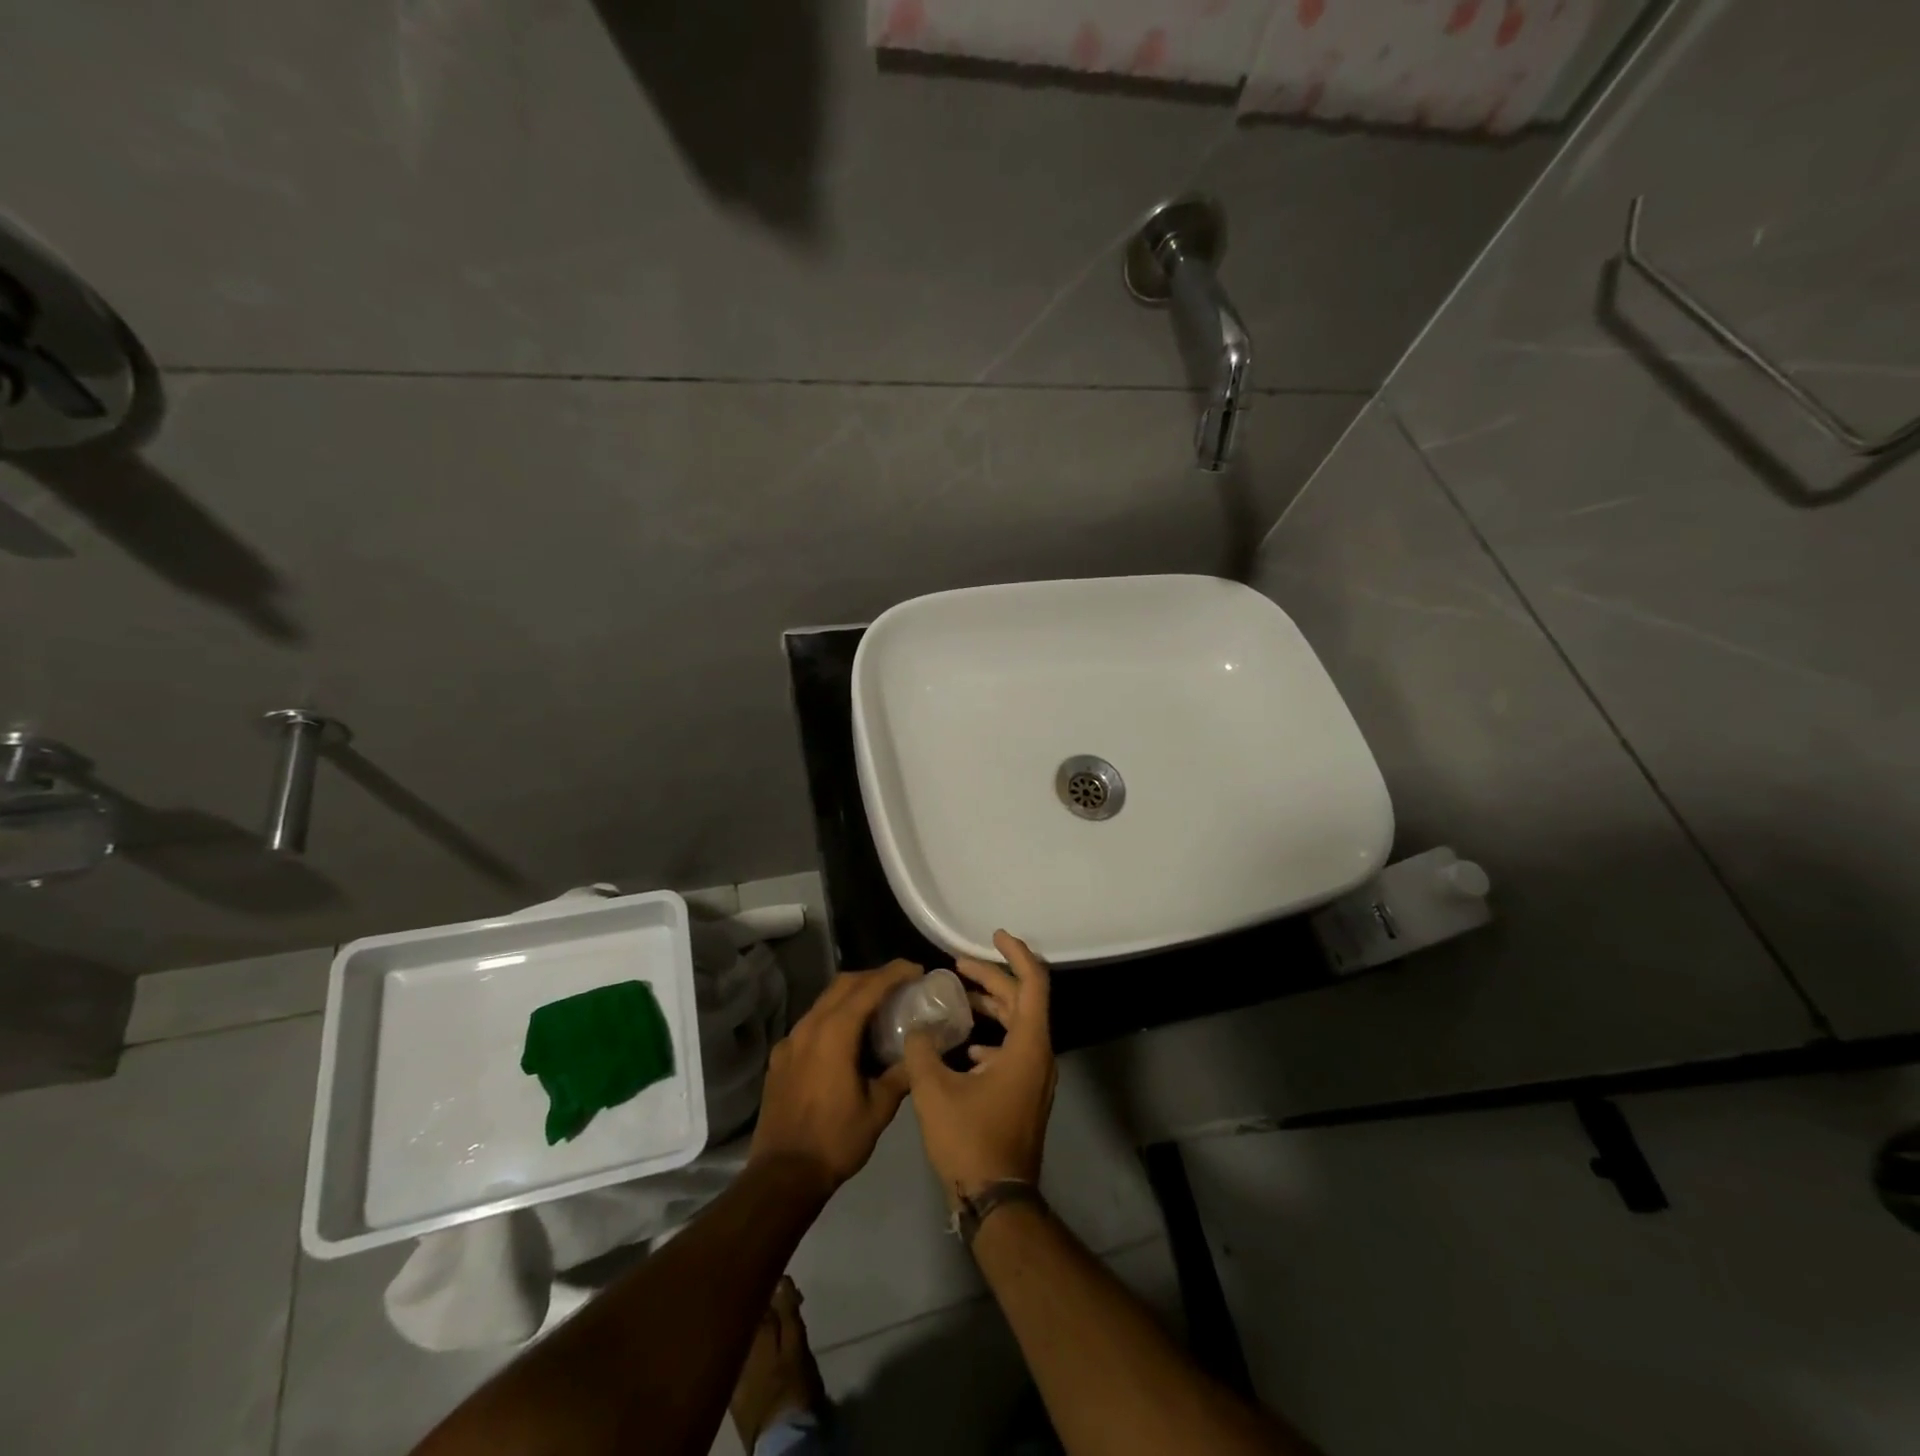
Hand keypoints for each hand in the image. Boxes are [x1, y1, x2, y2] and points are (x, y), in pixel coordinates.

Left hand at [750, 960, 922, 1197]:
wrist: (783, 1175)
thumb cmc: (836, 1140)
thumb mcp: (879, 1109)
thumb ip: (900, 1074)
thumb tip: (920, 1052)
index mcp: (835, 1033)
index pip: (868, 987)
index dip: (894, 973)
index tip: (916, 969)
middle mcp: (809, 1027)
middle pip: (843, 984)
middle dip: (873, 977)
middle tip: (900, 984)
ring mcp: (790, 1041)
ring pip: (824, 1001)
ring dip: (852, 995)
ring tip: (877, 1008)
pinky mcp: (780, 1057)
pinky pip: (811, 1023)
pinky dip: (833, 1017)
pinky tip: (846, 1039)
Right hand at [902, 931, 1055, 1206]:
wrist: (998, 1202)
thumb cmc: (971, 1141)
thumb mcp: (934, 1091)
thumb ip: (921, 1049)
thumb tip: (917, 1026)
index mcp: (1029, 1045)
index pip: (1033, 982)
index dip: (1015, 953)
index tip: (993, 935)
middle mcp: (1039, 1055)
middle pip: (1022, 1000)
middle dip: (991, 978)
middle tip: (957, 965)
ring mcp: (1035, 1077)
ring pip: (1018, 1025)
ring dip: (991, 1006)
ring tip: (957, 997)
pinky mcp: (1025, 1094)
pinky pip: (1013, 1050)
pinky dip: (991, 1037)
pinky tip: (963, 1046)